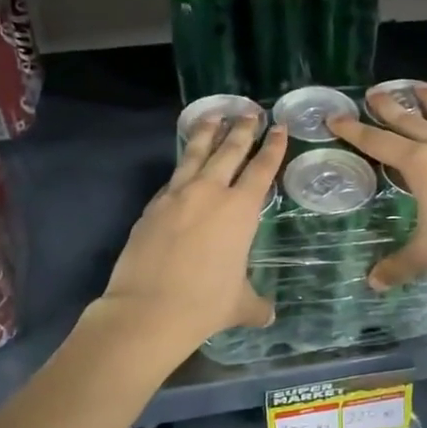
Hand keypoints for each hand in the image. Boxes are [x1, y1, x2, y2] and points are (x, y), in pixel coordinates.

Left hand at [99, 117, 287, 353]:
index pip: (261, 169)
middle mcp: (209, 193)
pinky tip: (185, 164)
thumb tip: (268, 315)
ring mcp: (177, 196)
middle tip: (249, 111)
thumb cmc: (205, 304)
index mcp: (239, 211)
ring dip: (207, 132)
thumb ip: (256, 304)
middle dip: (242, 129)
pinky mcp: (152, 206)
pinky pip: (173, 177)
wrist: (148, 310)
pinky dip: (183, 164)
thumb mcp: (239, 305)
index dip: (273, 147)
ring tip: (214, 115)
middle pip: (229, 151)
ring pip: (195, 153)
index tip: (278, 127)